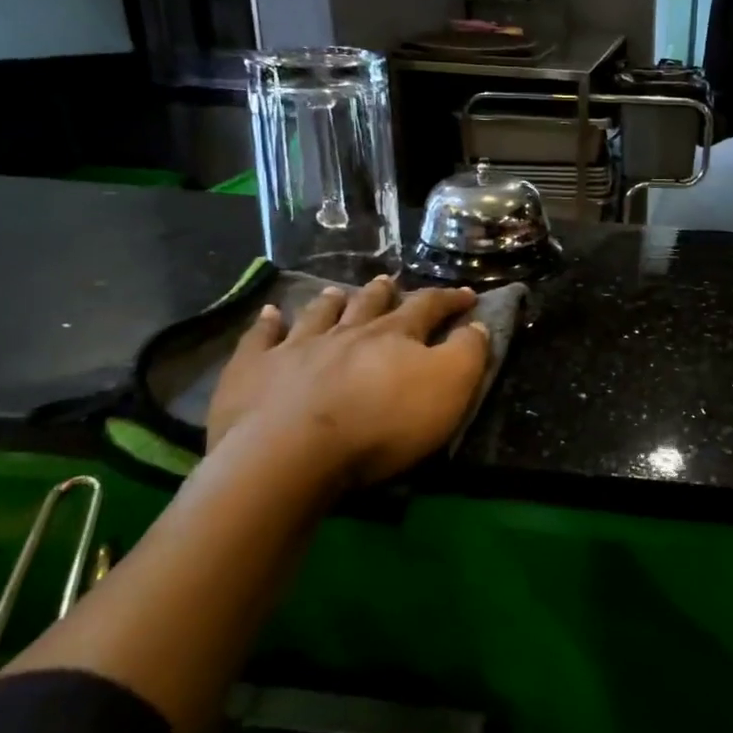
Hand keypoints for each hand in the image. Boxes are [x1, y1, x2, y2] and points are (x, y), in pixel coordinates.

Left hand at [206, 277, 489, 488]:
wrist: (292, 452)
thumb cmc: (382, 422)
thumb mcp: (448, 388)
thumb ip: (467, 353)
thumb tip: (477, 325)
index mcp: (395, 335)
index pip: (429, 307)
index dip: (450, 299)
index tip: (466, 295)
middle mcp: (347, 332)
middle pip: (369, 304)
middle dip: (384, 292)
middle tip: (389, 281)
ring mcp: (296, 347)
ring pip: (319, 315)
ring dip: (331, 302)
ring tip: (335, 291)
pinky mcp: (254, 371)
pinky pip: (260, 339)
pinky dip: (266, 324)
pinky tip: (269, 314)